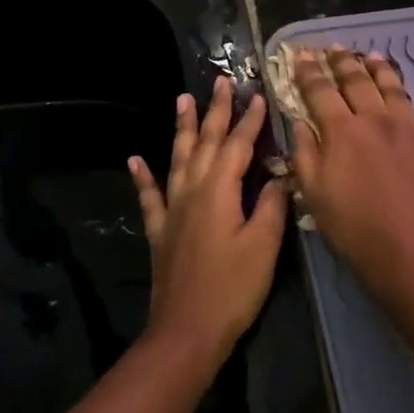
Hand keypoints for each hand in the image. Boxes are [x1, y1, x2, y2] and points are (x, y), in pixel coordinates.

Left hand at [129, 76, 290, 364]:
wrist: (187, 330)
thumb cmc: (233, 288)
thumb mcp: (264, 245)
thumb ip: (271, 204)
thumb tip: (278, 174)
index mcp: (219, 190)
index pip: (238, 145)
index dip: (250, 120)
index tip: (259, 94)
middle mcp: (192, 190)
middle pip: (204, 142)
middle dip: (215, 111)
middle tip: (220, 82)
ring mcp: (171, 210)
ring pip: (177, 158)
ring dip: (181, 128)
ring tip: (181, 99)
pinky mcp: (159, 231)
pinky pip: (150, 196)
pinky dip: (142, 176)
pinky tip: (135, 159)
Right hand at [289, 48, 413, 307]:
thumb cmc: (354, 228)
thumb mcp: (313, 194)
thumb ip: (304, 152)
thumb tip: (299, 121)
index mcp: (341, 131)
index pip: (320, 91)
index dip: (308, 72)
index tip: (300, 57)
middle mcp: (374, 118)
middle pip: (356, 80)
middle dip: (341, 62)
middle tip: (332, 49)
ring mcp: (404, 127)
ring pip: (388, 85)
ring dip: (374, 67)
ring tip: (367, 55)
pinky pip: (409, 103)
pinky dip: (398, 87)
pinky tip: (395, 88)